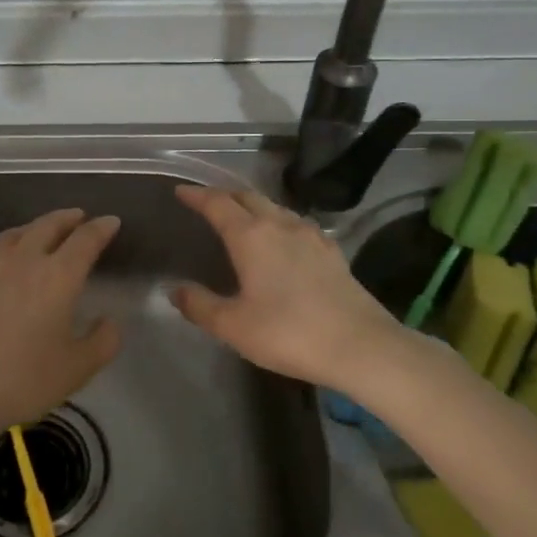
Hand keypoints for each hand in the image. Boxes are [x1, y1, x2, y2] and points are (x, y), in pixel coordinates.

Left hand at [0, 207, 122, 453]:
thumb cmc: (20, 382)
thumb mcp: (76, 370)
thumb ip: (102, 342)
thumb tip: (109, 322)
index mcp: (57, 278)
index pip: (85, 241)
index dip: (101, 229)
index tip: (111, 221)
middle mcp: (21, 263)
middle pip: (46, 227)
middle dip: (66, 219)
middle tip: (77, 217)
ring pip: (10, 236)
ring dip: (29, 228)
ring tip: (38, 231)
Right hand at [169, 183, 415, 396]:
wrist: (361, 346)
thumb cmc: (289, 333)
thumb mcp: (234, 326)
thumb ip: (200, 306)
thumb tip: (175, 290)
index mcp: (251, 236)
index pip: (217, 204)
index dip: (197, 195)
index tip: (181, 191)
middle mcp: (280, 225)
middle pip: (248, 197)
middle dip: (224, 195)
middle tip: (207, 202)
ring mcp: (311, 235)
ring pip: (275, 207)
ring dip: (253, 206)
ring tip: (242, 217)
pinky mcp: (332, 251)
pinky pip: (297, 224)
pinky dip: (279, 222)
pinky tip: (283, 239)